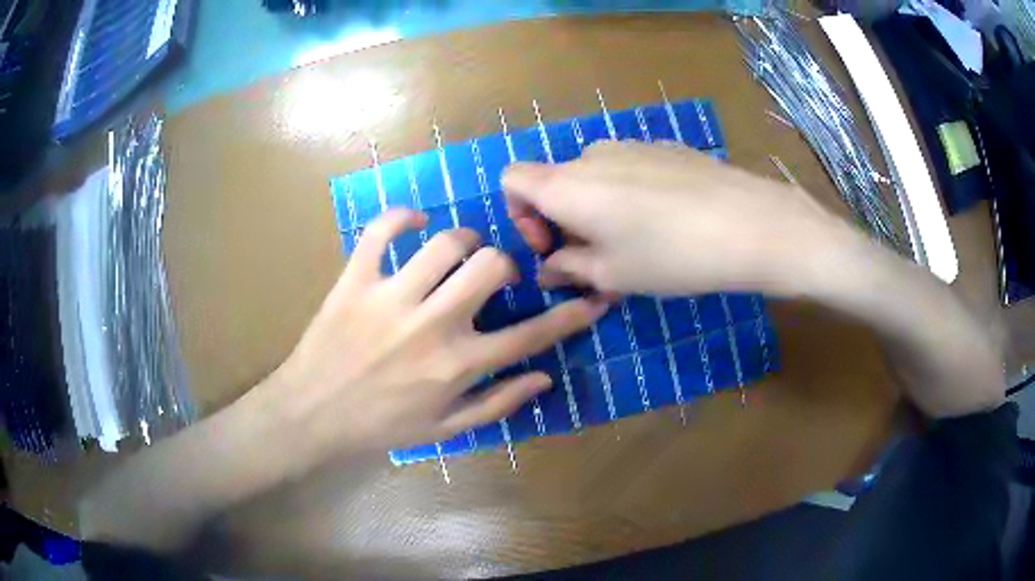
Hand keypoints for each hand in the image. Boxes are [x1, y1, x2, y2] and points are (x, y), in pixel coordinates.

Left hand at [261, 209, 607, 461]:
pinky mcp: (354, 280)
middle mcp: (431, 325)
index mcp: (457, 365)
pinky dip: (401, 217)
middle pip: (492, 268)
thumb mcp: (445, 429)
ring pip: (446, 243)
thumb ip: (497, 403)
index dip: (571, 316)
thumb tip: (544, 378)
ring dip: (463, 242)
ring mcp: (390, 298)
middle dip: (506, 265)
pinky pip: (380, 231)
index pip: (531, 335)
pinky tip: (415, 222)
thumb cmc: (379, 426)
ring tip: (458, 254)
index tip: (592, 298)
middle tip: (495, 276)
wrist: (311, 415)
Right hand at [503, 140, 857, 296]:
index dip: (519, 215)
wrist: (749, 224)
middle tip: (597, 261)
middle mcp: (592, 155)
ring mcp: (632, 146)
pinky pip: (629, 170)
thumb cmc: (671, 256)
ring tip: (636, 245)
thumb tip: (550, 267)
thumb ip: (569, 267)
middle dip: (563, 221)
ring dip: (598, 210)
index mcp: (566, 184)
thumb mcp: (613, 274)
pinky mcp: (666, 148)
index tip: (551, 246)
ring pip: (595, 177)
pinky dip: (629, 196)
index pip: (512, 180)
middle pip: (556, 181)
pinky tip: (668, 222)